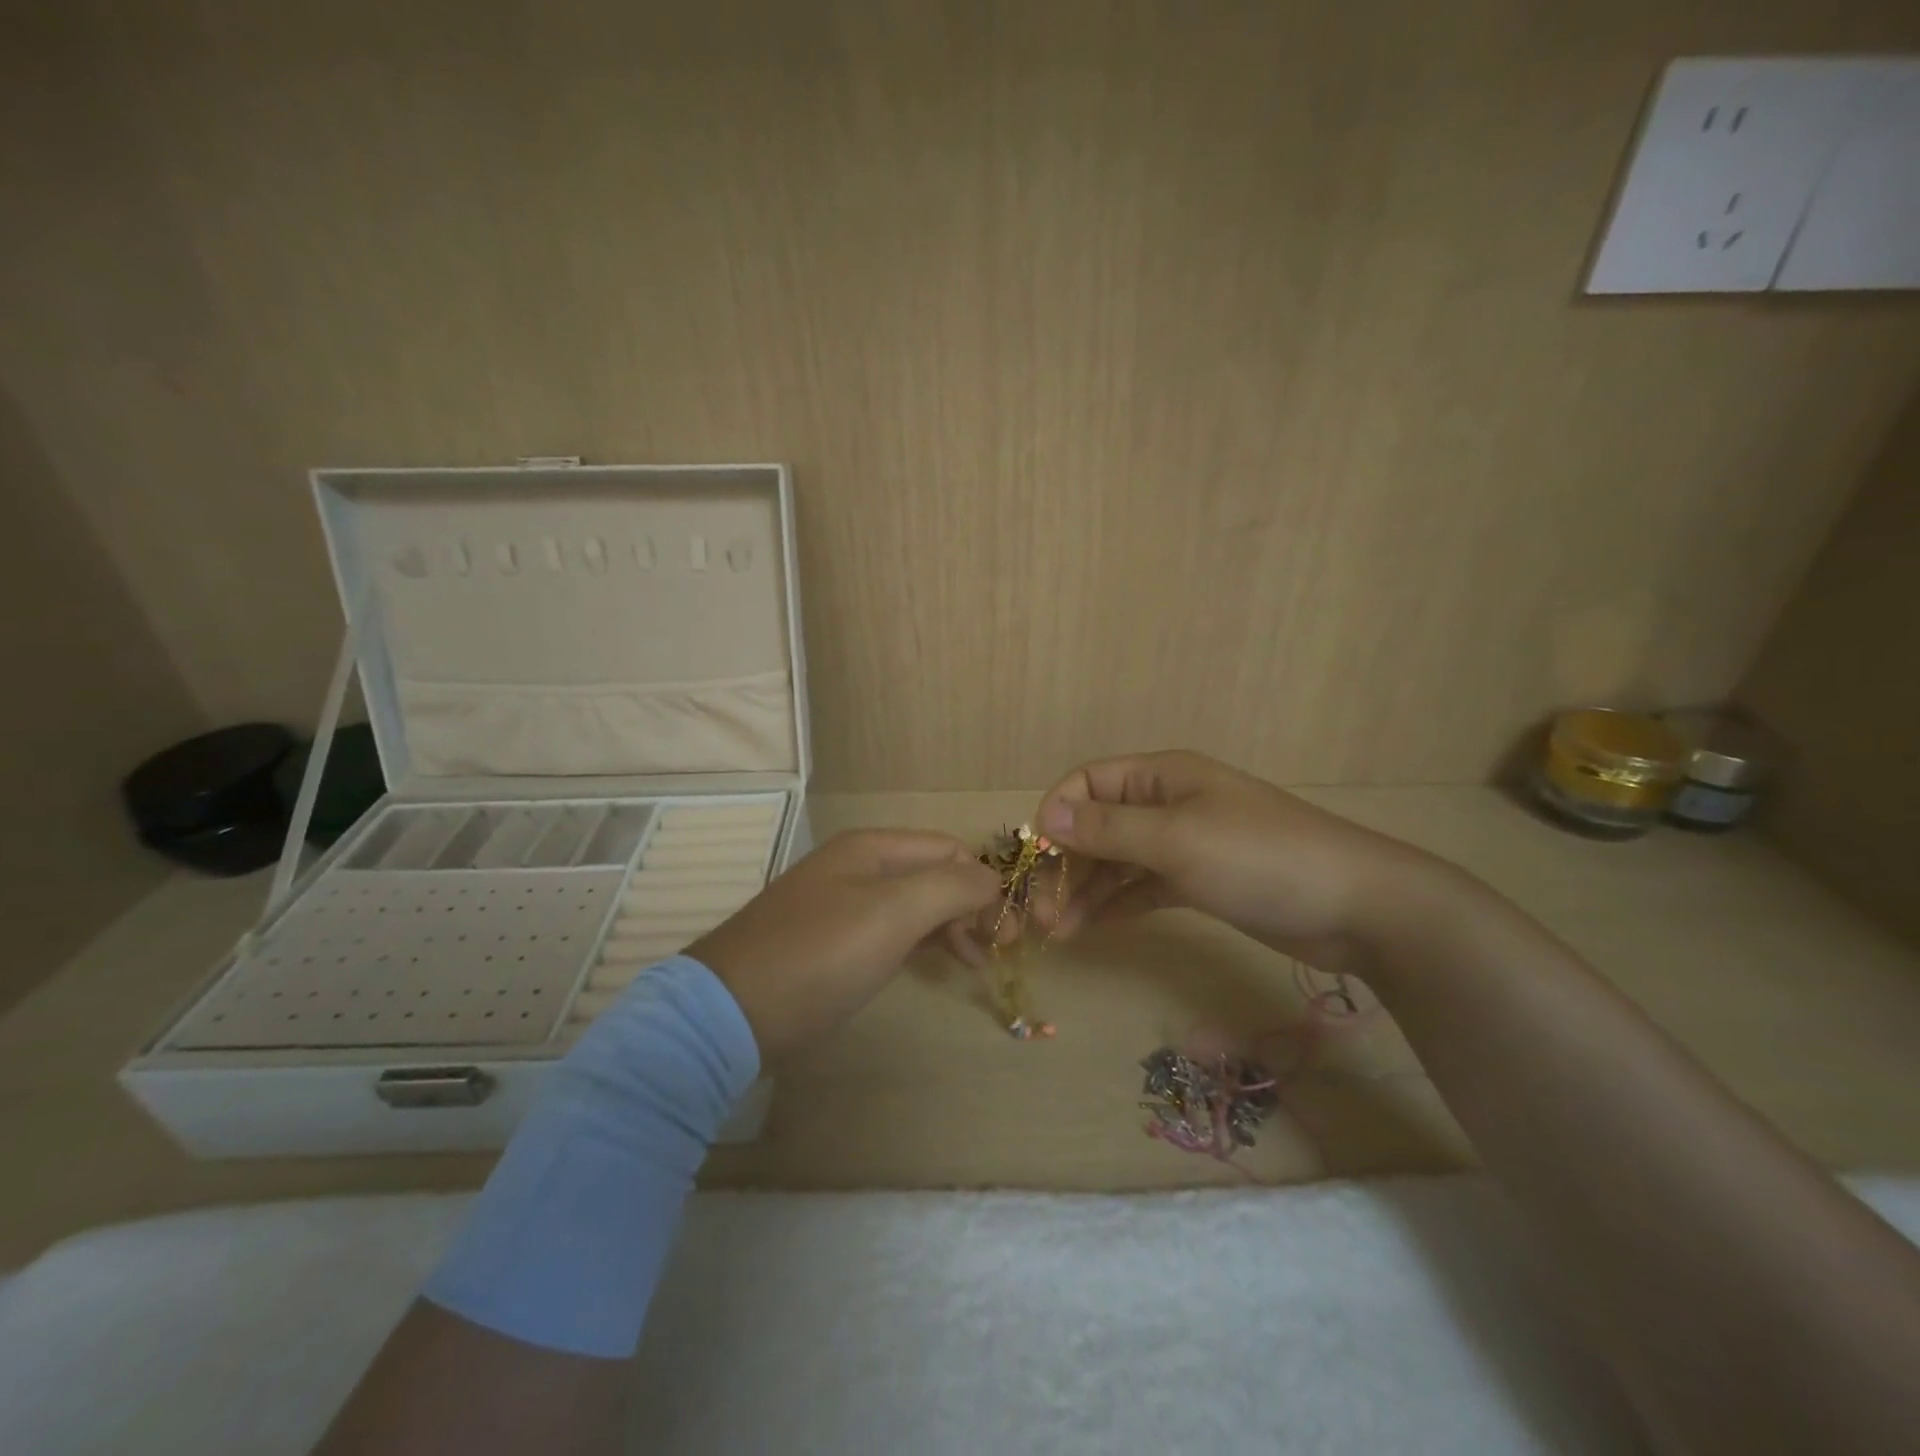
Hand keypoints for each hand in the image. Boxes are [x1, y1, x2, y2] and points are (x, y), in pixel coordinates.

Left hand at [688, 830, 1001, 1058]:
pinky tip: (933, 964)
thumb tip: (992, 879)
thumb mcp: (892, 914)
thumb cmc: (818, 955)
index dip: (983, 884)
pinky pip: (889, 930)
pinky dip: (920, 943)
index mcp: (871, 848)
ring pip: (914, 904)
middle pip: (933, 874)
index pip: (949, 849)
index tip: (1005, 933)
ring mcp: (842, 904)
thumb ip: (950, 887)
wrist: (729, 1013)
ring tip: (973, 964)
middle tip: (995, 953)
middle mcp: (857, 867)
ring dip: (950, 926)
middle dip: (970, 907)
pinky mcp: (831, 942)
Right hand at [1034, 750, 1448, 972]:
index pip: (1088, 783)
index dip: (1056, 815)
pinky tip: (1089, 928)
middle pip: (1097, 825)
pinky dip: (1114, 904)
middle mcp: (1166, 804)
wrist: (1356, 906)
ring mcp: (1183, 844)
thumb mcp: (1175, 839)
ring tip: (1059, 932)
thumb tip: (1045, 818)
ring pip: (1116, 861)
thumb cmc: (1259, 857)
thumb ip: (1106, 829)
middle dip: (1066, 864)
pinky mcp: (1198, 882)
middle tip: (1043, 915)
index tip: (1037, 860)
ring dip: (1084, 890)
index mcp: (1161, 776)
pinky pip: (1141, 887)